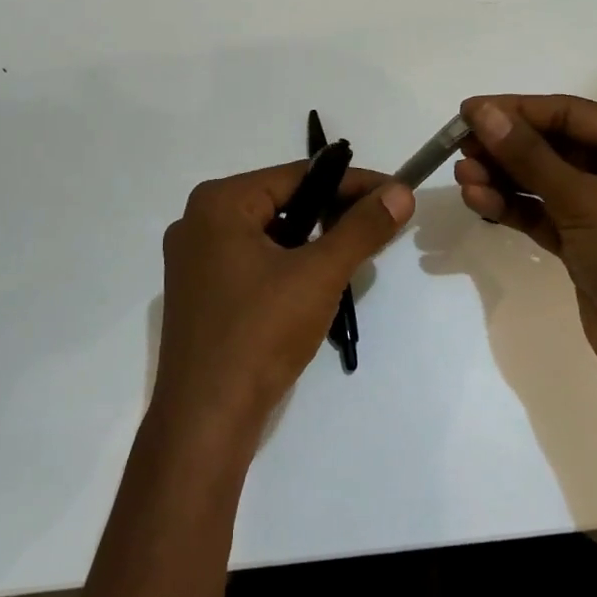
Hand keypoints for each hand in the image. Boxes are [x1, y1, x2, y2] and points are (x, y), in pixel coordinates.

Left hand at [155, 164, 413, 433]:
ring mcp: (195, 259)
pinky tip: (320, 279)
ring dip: (315, 238)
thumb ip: (362, 228)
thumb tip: (401, 193)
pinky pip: (255, 259)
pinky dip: (290, 262)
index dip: (353, 182)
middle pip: (283, 201)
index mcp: (219, 203)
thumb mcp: (319, 274)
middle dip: (334, 210)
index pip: (298, 176)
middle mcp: (199, 221)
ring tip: (359, 249)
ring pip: (271, 232)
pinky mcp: (202, 292)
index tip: (395, 192)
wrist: (206, 421)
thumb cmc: (260, 334)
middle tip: (382, 222)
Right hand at [454, 95, 596, 405]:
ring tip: (462, 177)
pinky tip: (479, 202)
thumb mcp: (584, 199)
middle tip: (459, 147)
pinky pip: (543, 213)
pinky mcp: (587, 244)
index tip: (467, 112)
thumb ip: (529, 155)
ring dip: (503, 178)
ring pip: (544, 181)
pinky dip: (513, 207)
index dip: (517, 110)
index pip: (570, 113)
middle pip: (555, 145)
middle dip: (506, 147)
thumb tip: (483, 113)